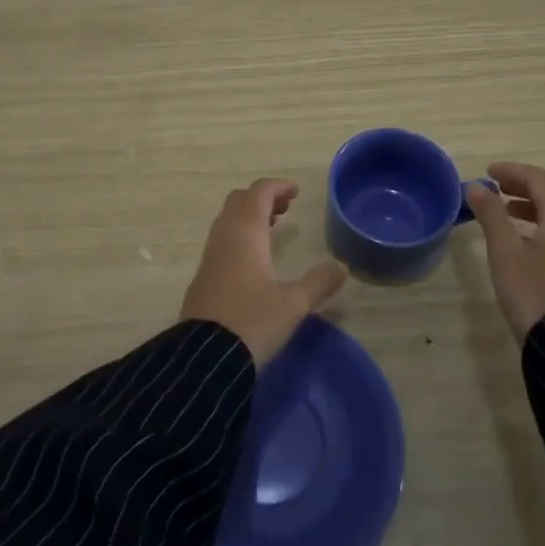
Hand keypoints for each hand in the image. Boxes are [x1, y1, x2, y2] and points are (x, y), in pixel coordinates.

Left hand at [180, 178, 346, 366]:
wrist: (205, 358)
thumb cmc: (253, 322)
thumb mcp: (294, 304)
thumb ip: (319, 282)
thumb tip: (341, 268)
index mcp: (246, 233)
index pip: (259, 193)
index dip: (278, 186)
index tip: (296, 192)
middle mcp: (224, 237)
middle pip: (239, 201)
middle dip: (262, 198)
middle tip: (285, 209)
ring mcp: (210, 256)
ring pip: (228, 220)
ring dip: (249, 217)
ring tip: (273, 229)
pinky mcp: (203, 277)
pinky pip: (222, 240)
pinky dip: (239, 235)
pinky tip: (254, 260)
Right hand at [465, 162, 544, 341]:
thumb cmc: (530, 289)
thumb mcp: (504, 249)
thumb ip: (491, 214)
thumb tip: (475, 186)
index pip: (539, 180)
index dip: (512, 171)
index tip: (487, 172)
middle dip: (523, 185)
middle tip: (495, 187)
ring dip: (531, 205)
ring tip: (504, 211)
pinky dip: (539, 223)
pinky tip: (520, 240)